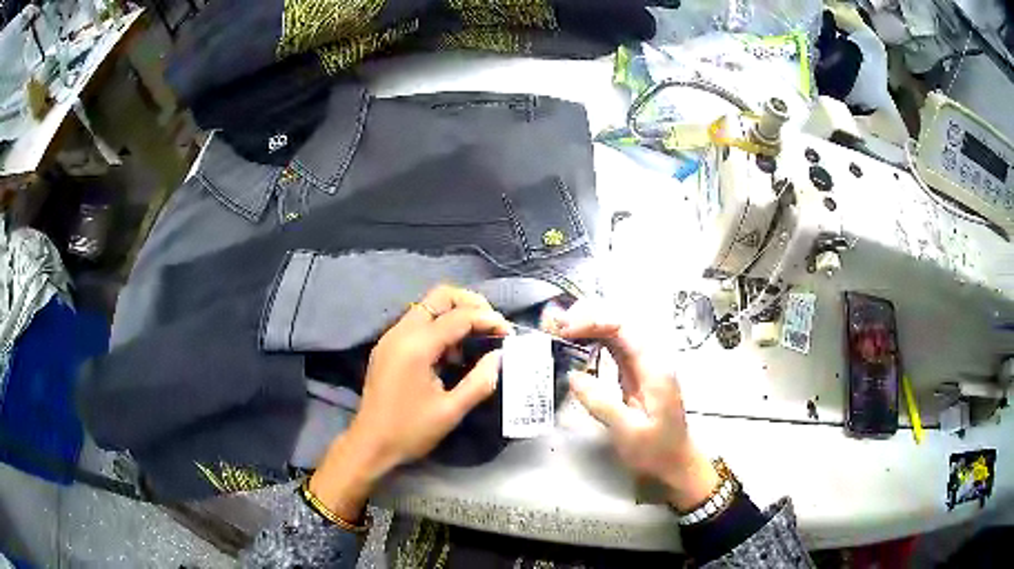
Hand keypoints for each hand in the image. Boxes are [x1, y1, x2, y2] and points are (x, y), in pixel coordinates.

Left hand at [310, 286, 511, 520]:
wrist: (369, 444)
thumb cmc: (410, 431)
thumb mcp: (451, 411)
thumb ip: (479, 381)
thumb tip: (499, 356)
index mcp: (416, 346)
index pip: (459, 317)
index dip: (488, 319)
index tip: (509, 333)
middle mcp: (401, 332)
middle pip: (439, 296)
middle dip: (470, 303)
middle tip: (491, 324)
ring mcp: (391, 337)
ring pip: (427, 306)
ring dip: (454, 314)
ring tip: (475, 338)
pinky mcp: (387, 346)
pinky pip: (417, 322)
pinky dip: (438, 325)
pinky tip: (451, 351)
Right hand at [545, 301, 718, 510]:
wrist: (676, 465)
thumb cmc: (656, 451)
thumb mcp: (628, 431)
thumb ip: (601, 403)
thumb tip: (573, 376)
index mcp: (654, 368)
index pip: (623, 329)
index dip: (593, 323)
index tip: (565, 332)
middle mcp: (650, 361)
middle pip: (620, 325)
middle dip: (588, 319)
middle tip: (556, 328)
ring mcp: (644, 367)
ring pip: (616, 335)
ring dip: (589, 329)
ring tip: (560, 331)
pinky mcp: (636, 377)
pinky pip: (614, 350)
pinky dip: (593, 344)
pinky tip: (576, 347)